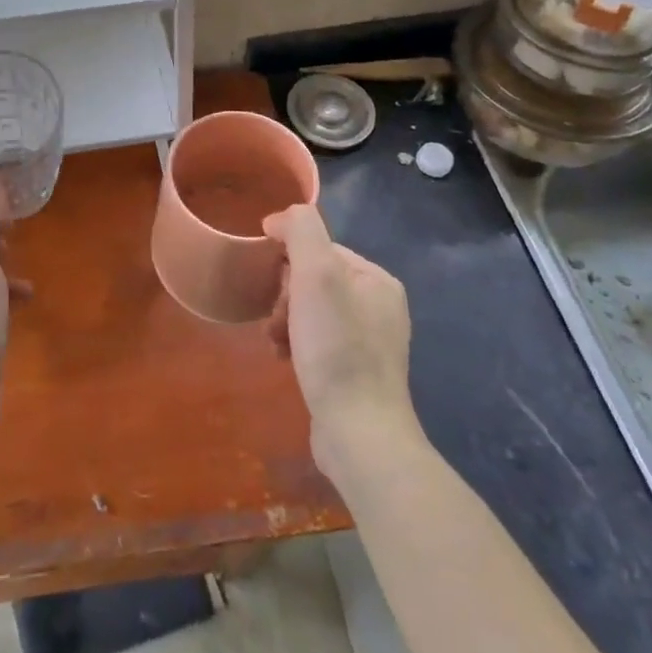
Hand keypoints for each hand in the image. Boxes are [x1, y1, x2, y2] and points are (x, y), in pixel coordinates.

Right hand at [264, 205, 422, 485]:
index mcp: (377, 281)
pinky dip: (295, 345)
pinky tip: (283, 360)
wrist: (359, 434)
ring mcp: (371, 344)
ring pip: (311, 312)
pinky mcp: (356, 375)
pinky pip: (317, 342)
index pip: (320, 249)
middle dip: (285, 296)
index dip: (288, 262)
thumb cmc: (336, 348)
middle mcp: (380, 308)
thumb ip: (301, 230)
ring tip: (274, 343)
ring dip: (285, 321)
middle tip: (275, 319)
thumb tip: (279, 218)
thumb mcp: (317, 274)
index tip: (271, 285)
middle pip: (314, 281)